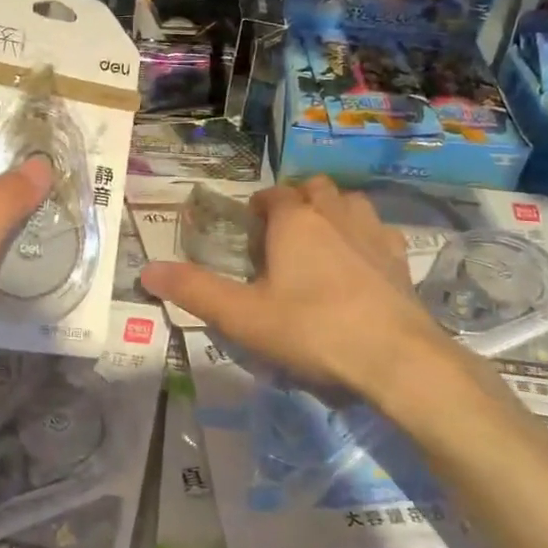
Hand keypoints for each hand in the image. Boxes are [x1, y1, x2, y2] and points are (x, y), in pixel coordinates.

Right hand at [142, 177, 485, 420]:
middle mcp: (334, 214)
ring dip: (332, 212)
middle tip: (282, 238)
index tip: (249, 233)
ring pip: (349, 202)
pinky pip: (379, 231)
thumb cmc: (312, 329)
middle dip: (296, 202)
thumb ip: (194, 291)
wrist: (396, 358)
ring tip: (320, 243)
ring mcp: (373, 233)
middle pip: (313, 189)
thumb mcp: (243, 316)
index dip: (258, 209)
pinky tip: (360, 263)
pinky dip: (365, 236)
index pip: (272, 196)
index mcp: (295, 220)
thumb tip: (146, 269)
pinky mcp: (400, 259)